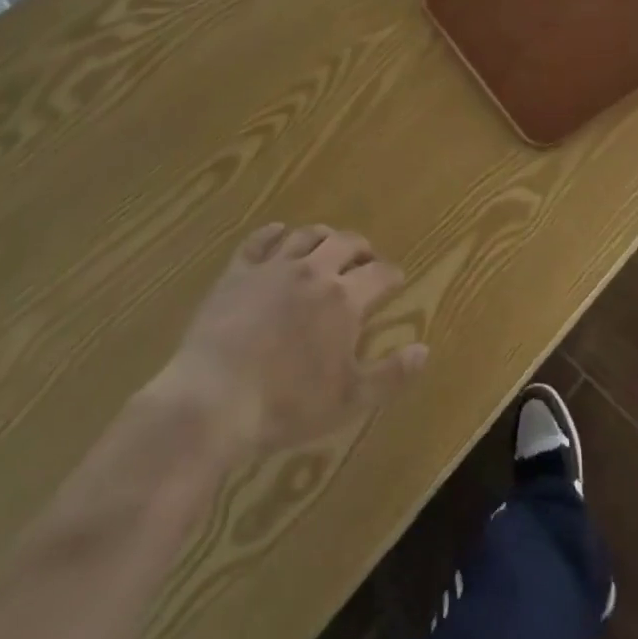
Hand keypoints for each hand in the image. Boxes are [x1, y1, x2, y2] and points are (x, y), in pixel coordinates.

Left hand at [151, 223, 427, 460]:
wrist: (213, 399)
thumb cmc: (286, 405)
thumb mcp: (348, 400)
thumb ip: (390, 374)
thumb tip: (424, 350)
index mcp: (344, 298)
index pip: (379, 273)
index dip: (392, 275)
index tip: (396, 281)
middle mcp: (313, 270)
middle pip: (345, 242)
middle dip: (361, 249)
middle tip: (365, 261)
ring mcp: (273, 266)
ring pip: (306, 234)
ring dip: (323, 237)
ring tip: (328, 246)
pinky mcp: (238, 271)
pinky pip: (260, 240)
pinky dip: (274, 233)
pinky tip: (278, 234)